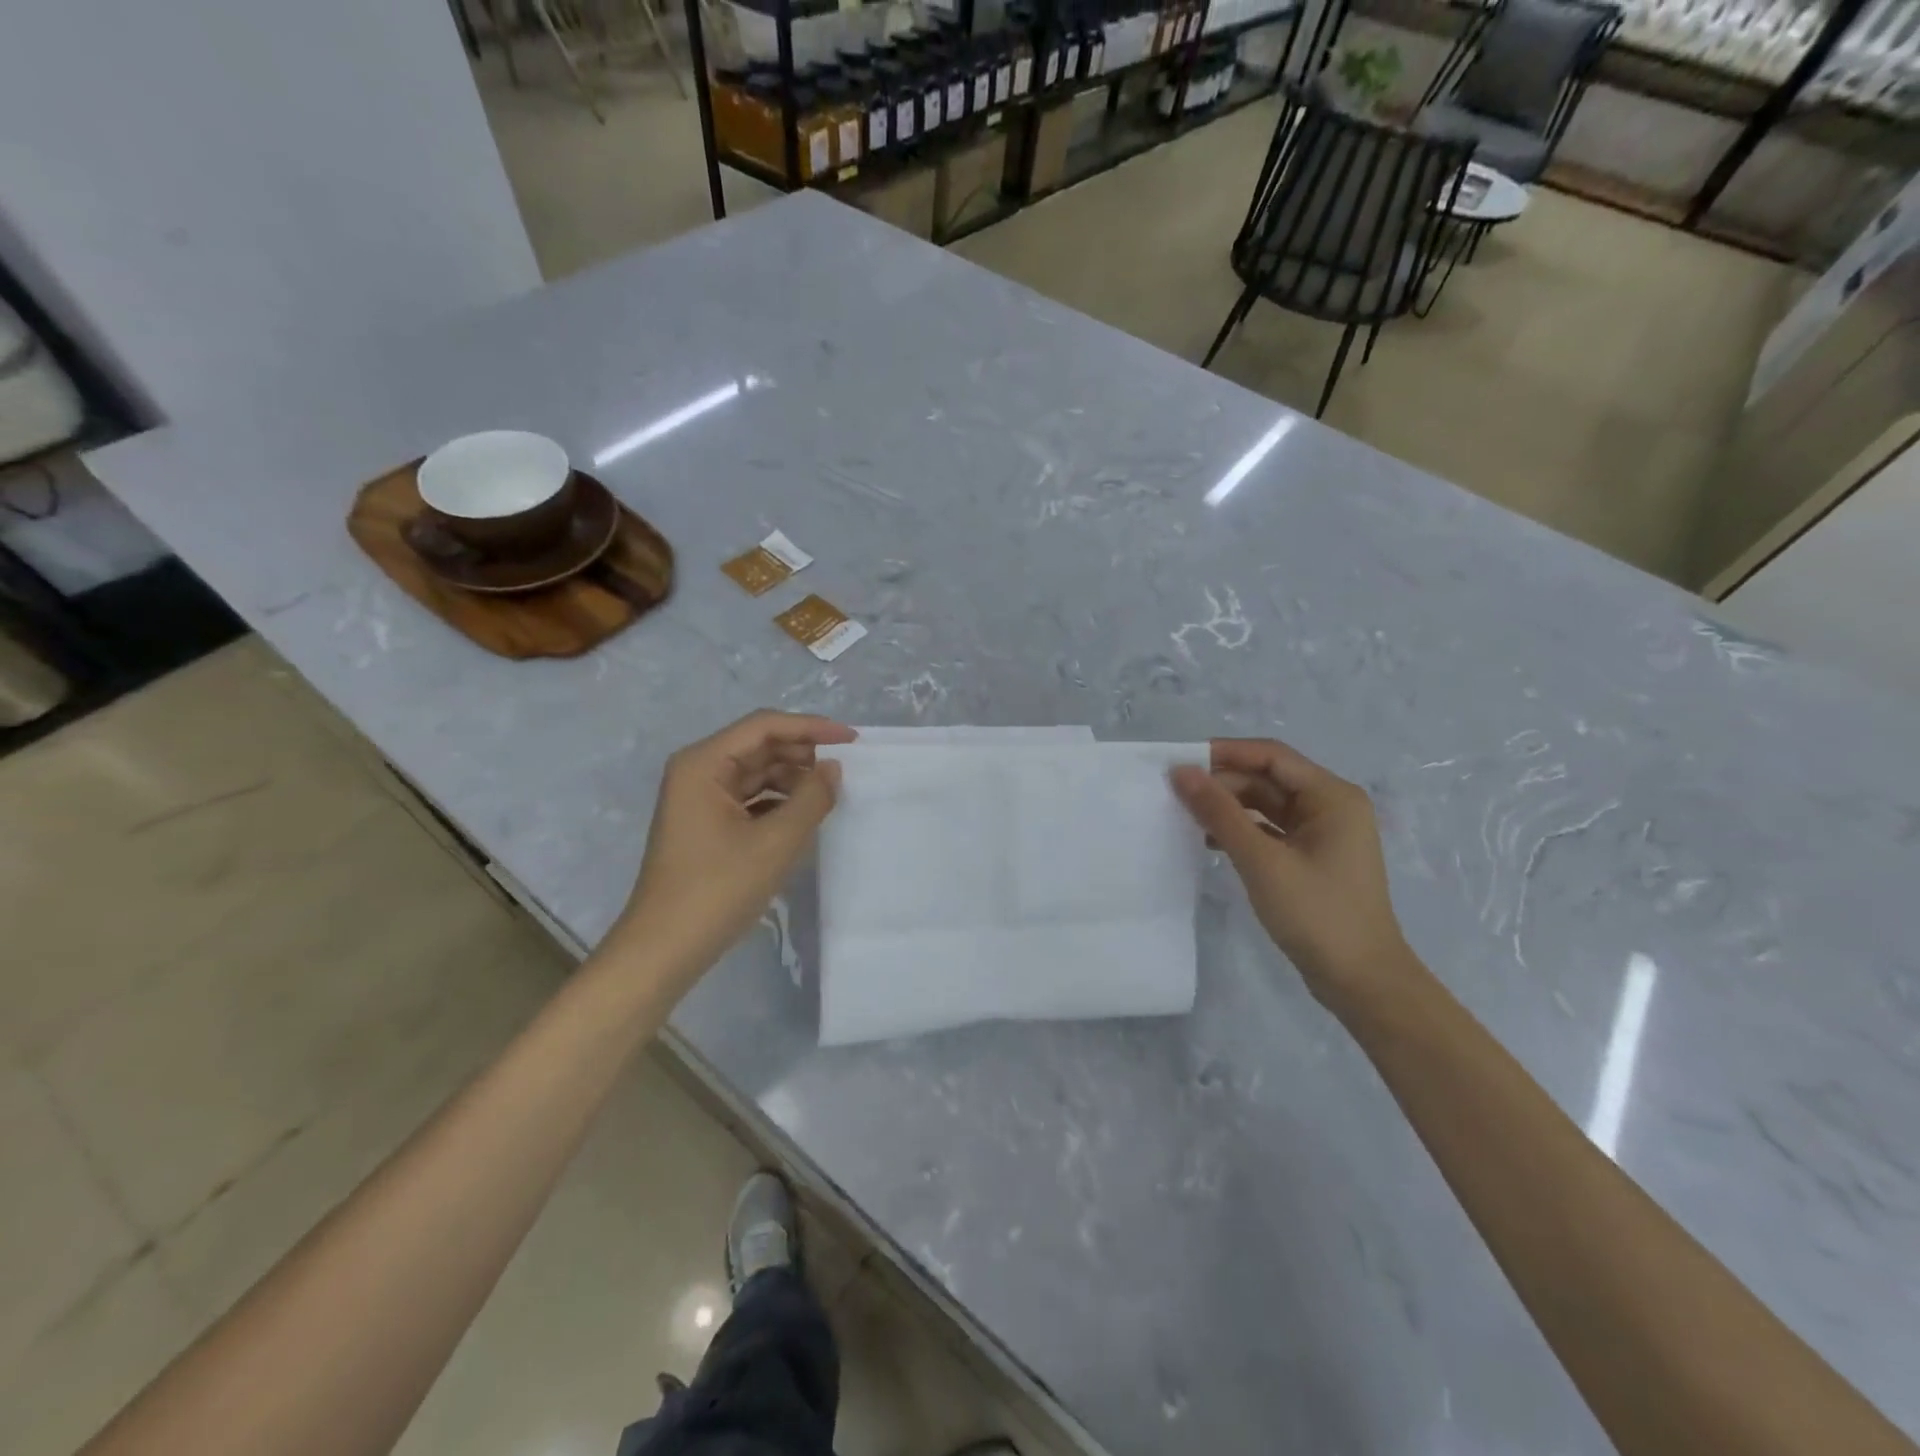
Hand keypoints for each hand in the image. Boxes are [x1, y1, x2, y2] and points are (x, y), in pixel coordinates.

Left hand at [613, 711, 855, 981]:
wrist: (664, 949)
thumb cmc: (717, 890)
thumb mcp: (776, 842)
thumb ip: (811, 798)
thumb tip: (833, 768)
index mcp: (703, 763)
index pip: (764, 726)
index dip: (811, 727)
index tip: (852, 741)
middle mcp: (697, 771)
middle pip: (759, 745)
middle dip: (802, 754)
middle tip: (843, 772)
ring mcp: (699, 798)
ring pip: (756, 772)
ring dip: (792, 779)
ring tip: (828, 796)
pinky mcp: (705, 823)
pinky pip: (749, 797)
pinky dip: (778, 801)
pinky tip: (804, 816)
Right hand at [1171, 738, 1414, 1007]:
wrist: (1361, 982)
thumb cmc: (1316, 913)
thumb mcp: (1261, 860)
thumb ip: (1219, 812)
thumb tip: (1181, 772)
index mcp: (1331, 796)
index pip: (1271, 756)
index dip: (1225, 753)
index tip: (1180, 761)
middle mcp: (1330, 806)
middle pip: (1267, 779)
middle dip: (1222, 784)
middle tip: (1174, 794)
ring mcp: (1322, 834)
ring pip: (1266, 806)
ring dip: (1228, 809)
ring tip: (1183, 815)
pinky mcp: (1310, 858)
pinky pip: (1269, 830)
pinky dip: (1240, 831)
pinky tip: (1207, 842)